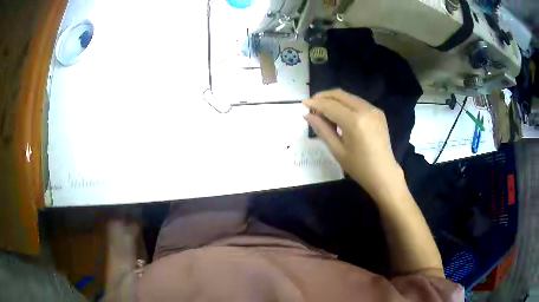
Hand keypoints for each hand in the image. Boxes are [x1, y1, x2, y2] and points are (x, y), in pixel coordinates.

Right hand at [303, 89, 403, 197]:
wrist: (384, 173)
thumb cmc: (359, 167)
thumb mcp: (337, 150)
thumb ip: (322, 129)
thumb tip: (307, 115)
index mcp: (355, 122)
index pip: (330, 106)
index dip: (315, 103)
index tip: (303, 103)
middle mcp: (365, 110)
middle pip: (340, 95)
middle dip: (324, 97)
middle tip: (312, 105)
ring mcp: (374, 109)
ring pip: (349, 96)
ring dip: (334, 99)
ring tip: (323, 110)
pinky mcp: (378, 112)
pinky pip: (357, 102)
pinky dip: (345, 104)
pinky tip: (339, 114)